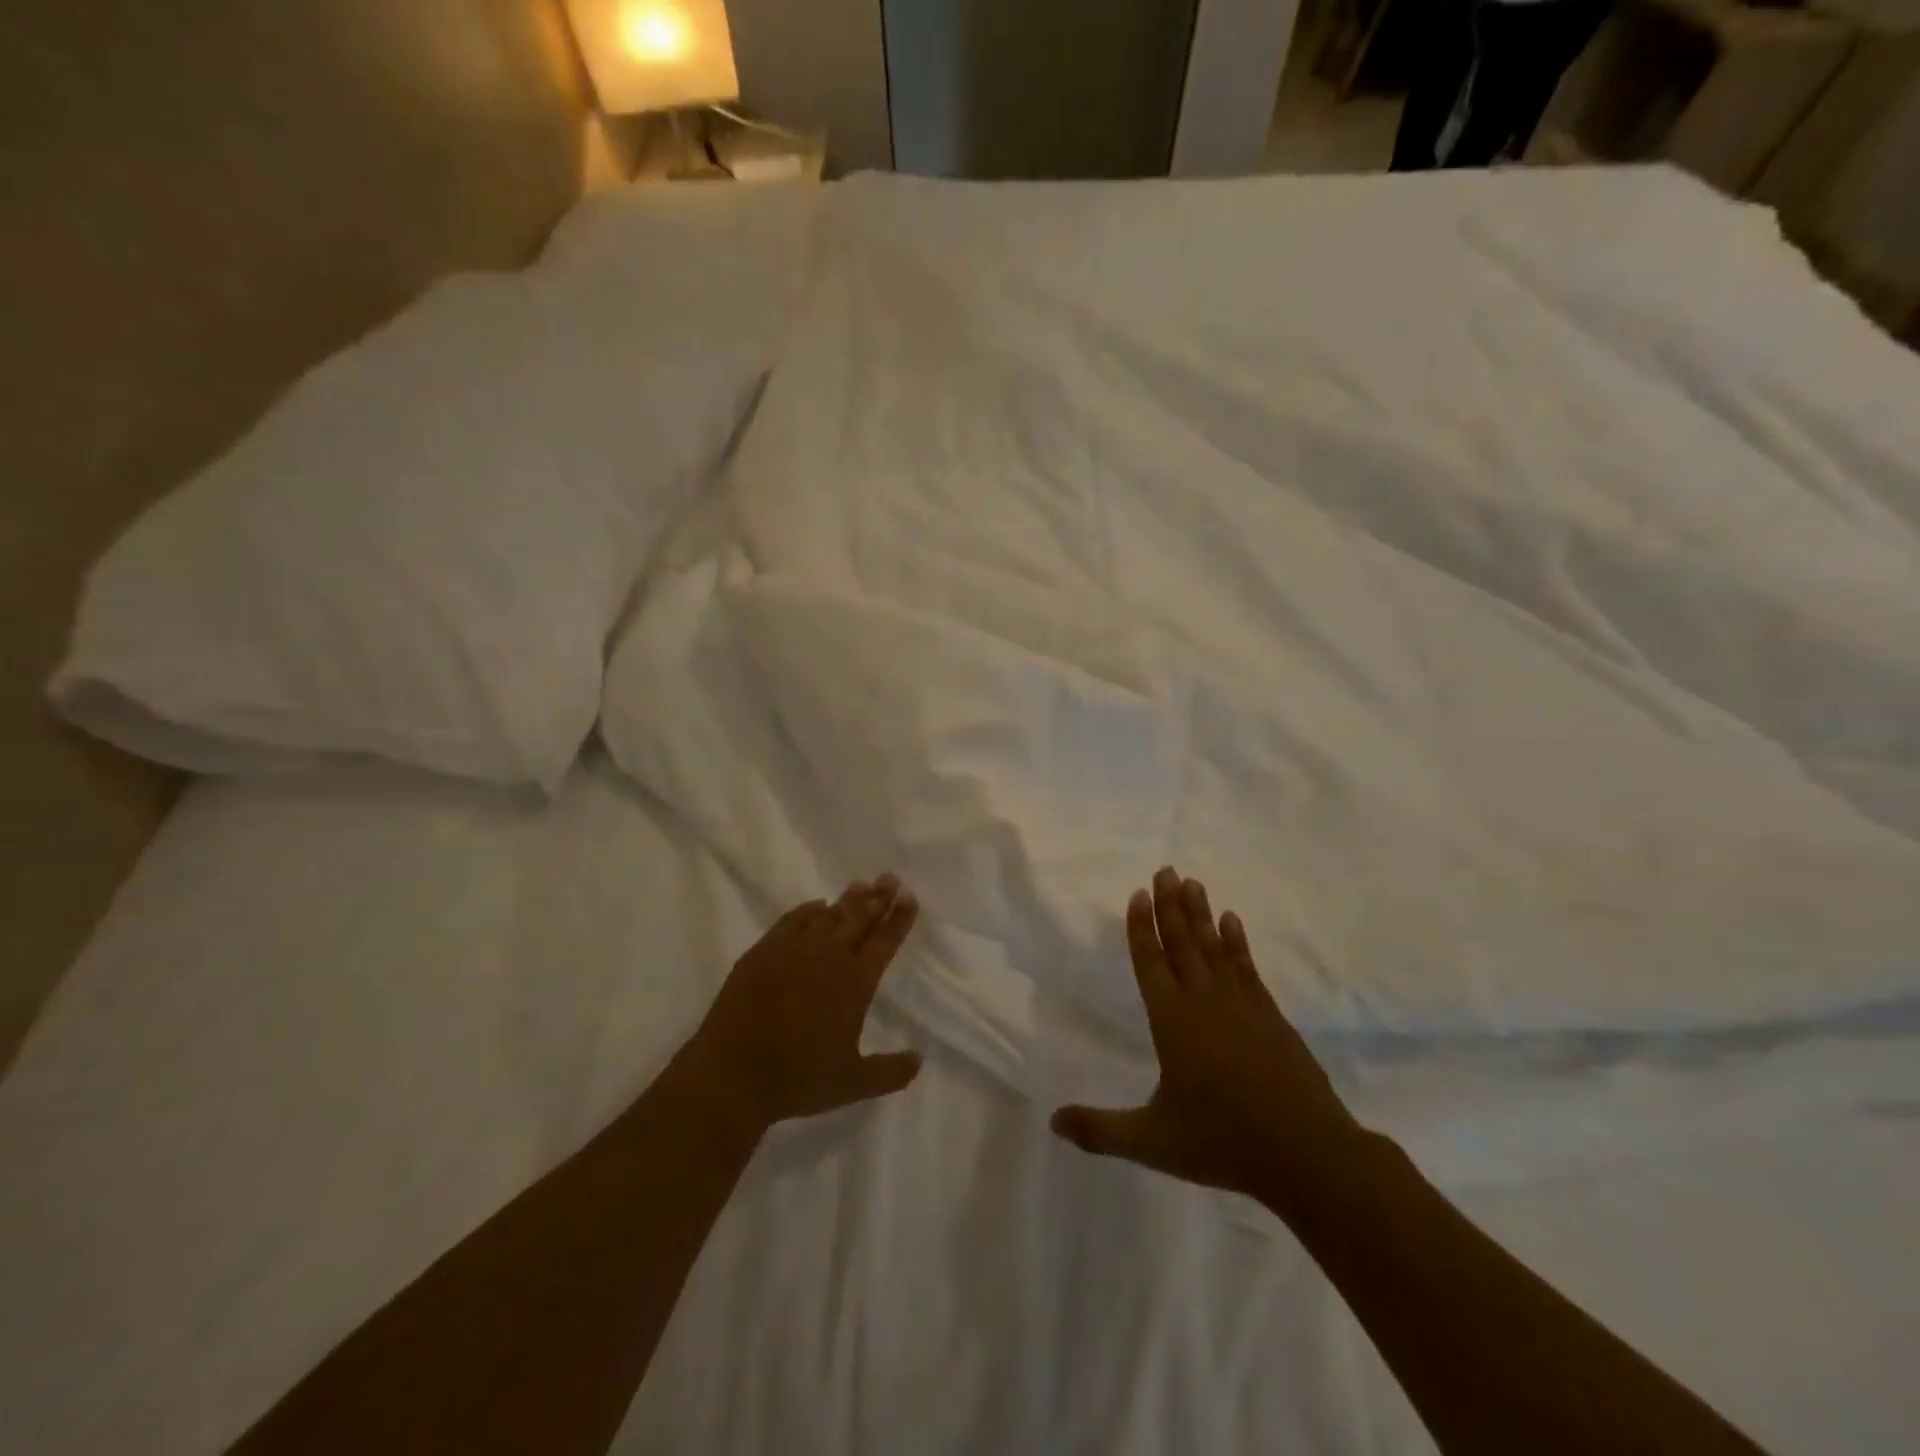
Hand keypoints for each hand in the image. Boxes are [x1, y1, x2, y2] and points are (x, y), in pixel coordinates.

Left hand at [686, 875, 923, 1128]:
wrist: (732, 1074)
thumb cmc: (798, 1079)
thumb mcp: (853, 1083)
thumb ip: (890, 1072)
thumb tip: (919, 1060)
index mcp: (855, 982)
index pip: (884, 941)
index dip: (899, 919)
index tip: (910, 897)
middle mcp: (828, 957)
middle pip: (859, 917)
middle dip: (878, 897)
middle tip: (889, 878)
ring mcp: (793, 950)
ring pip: (828, 914)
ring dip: (847, 900)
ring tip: (861, 886)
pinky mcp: (763, 952)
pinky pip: (792, 920)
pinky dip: (808, 910)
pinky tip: (815, 906)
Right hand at [1051, 867, 1359, 1211]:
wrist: (1308, 1154)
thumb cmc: (1222, 1142)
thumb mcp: (1152, 1142)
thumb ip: (1101, 1130)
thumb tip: (1053, 1122)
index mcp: (1173, 1021)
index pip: (1150, 963)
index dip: (1141, 927)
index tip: (1137, 893)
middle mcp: (1204, 1002)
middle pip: (1182, 943)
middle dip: (1170, 905)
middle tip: (1165, 869)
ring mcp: (1242, 1005)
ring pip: (1214, 947)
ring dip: (1201, 914)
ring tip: (1193, 882)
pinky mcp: (1271, 1016)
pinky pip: (1246, 967)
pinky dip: (1237, 942)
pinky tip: (1233, 922)